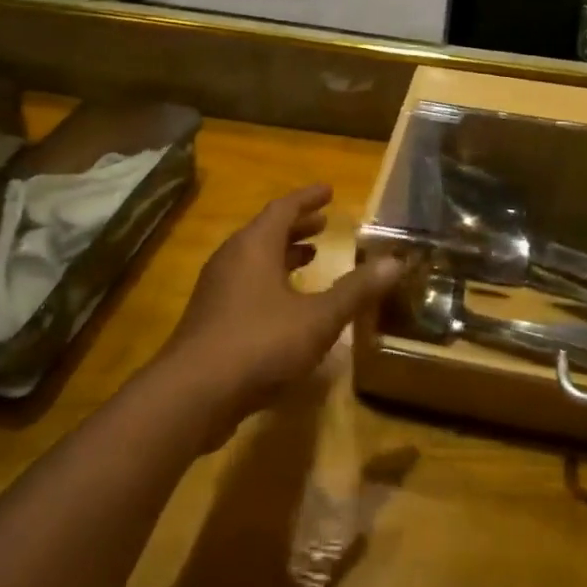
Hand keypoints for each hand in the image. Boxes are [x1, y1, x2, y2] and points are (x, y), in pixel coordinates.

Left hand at [158, 184, 406, 443]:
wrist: (193, 395)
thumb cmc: (259, 344)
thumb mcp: (318, 318)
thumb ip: (355, 290)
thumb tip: (394, 262)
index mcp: (254, 246)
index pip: (284, 208)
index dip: (308, 198)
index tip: (329, 191)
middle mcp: (232, 259)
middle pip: (266, 231)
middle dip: (297, 226)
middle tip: (324, 222)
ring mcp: (216, 289)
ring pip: (254, 259)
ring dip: (283, 254)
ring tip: (311, 256)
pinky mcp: (210, 318)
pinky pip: (245, 284)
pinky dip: (270, 280)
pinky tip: (287, 305)